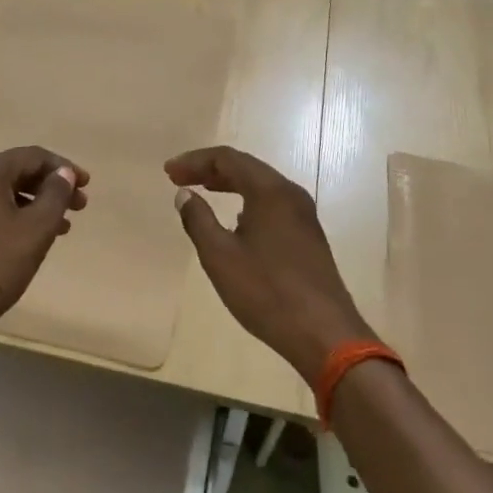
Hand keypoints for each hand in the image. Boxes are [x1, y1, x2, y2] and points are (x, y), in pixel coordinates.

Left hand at [0, 146, 88, 340]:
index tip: (87, 186)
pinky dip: (9, 216)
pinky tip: (25, 237)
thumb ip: (56, 195)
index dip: (64, 169)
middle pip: (15, 172)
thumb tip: (63, 173)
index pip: (33, 156)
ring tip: (59, 227)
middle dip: (49, 188)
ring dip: (31, 204)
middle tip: (78, 207)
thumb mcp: (35, 230)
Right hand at [165, 146, 373, 383]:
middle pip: (246, 167)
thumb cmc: (267, 292)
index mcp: (270, 191)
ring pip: (261, 185)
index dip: (195, 161)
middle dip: (210, 169)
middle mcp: (291, 194)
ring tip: (203, 190)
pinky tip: (235, 220)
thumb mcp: (220, 257)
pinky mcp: (309, 236)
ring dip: (229, 183)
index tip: (169, 172)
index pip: (227, 159)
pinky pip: (272, 203)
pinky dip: (247, 200)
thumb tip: (184, 194)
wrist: (324, 334)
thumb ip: (198, 220)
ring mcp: (304, 215)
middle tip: (179, 178)